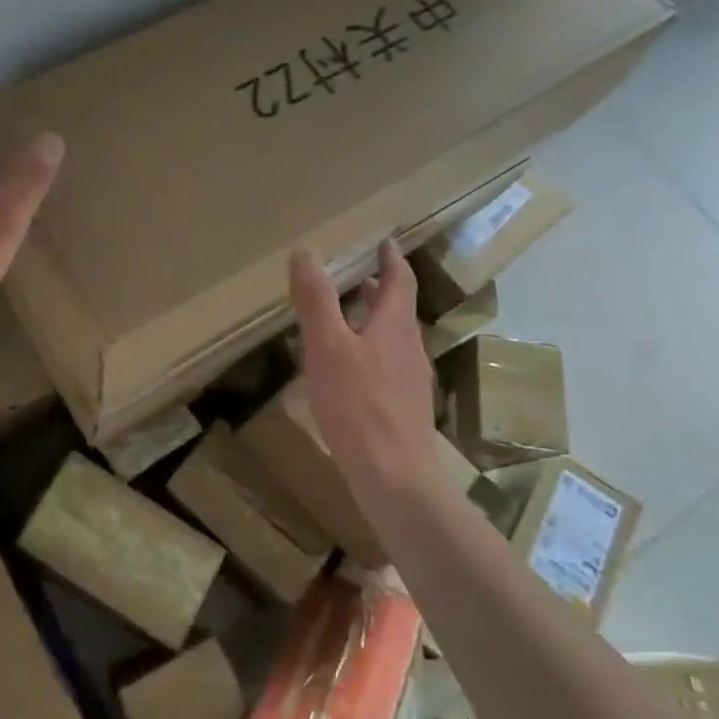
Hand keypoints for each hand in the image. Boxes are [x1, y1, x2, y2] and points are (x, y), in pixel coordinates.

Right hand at [288, 240, 439, 499]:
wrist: (394, 476)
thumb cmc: (357, 404)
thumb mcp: (327, 345)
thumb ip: (316, 299)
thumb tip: (307, 251)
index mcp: (394, 324)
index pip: (400, 279)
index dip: (391, 258)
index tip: (383, 241)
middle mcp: (410, 346)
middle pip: (398, 309)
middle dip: (380, 289)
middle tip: (357, 275)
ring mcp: (411, 379)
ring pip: (394, 338)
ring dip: (375, 320)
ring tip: (349, 318)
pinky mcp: (405, 408)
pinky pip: (390, 365)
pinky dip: (372, 350)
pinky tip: (351, 371)